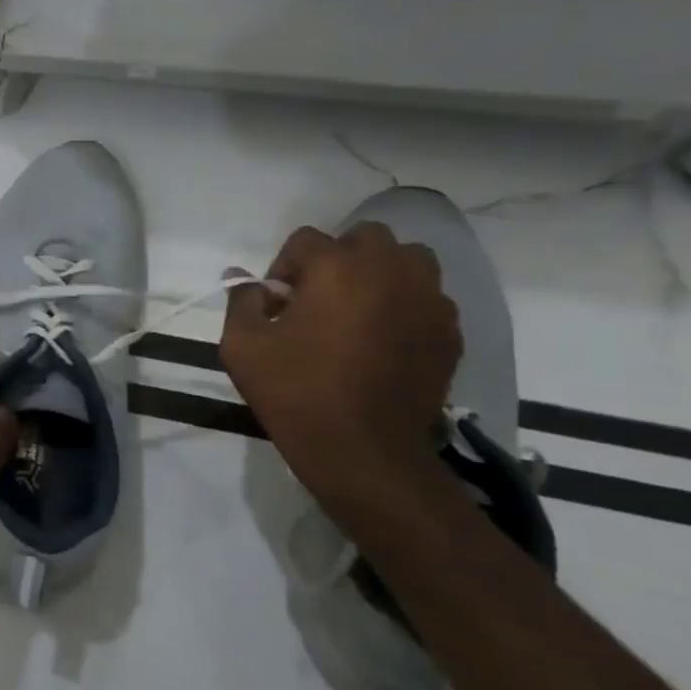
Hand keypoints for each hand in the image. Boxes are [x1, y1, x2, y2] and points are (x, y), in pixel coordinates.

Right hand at [221, 223, 461, 499]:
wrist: (363, 451)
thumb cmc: (295, 392)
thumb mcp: (242, 346)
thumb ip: (241, 301)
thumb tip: (243, 280)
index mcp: (337, 268)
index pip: (305, 240)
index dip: (283, 267)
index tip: (275, 304)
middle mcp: (389, 270)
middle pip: (365, 237)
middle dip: (338, 259)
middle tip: (318, 299)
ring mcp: (428, 300)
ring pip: (408, 261)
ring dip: (380, 274)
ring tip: (358, 311)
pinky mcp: (449, 332)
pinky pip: (428, 299)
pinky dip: (406, 306)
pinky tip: (384, 342)